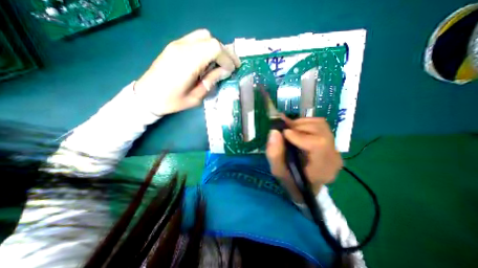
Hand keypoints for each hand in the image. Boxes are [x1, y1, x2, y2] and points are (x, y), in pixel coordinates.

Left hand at [133, 29, 238, 116]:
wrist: (147, 95)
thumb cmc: (172, 101)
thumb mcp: (196, 97)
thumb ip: (211, 81)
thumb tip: (224, 71)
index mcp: (188, 62)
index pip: (214, 48)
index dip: (227, 58)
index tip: (231, 71)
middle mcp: (182, 48)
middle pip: (211, 39)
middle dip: (225, 52)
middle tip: (231, 65)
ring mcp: (177, 44)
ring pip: (204, 36)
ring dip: (216, 48)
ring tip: (221, 63)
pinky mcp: (175, 46)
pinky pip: (196, 40)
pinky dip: (207, 48)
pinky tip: (209, 60)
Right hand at [266, 116, 342, 201]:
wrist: (305, 184)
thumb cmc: (292, 180)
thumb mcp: (278, 171)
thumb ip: (274, 153)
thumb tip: (274, 131)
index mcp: (323, 168)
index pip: (319, 145)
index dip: (300, 136)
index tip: (284, 133)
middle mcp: (333, 156)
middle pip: (320, 131)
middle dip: (298, 127)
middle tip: (284, 131)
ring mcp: (335, 148)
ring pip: (320, 124)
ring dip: (301, 124)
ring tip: (290, 131)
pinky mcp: (331, 141)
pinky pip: (320, 124)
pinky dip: (305, 123)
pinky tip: (297, 131)